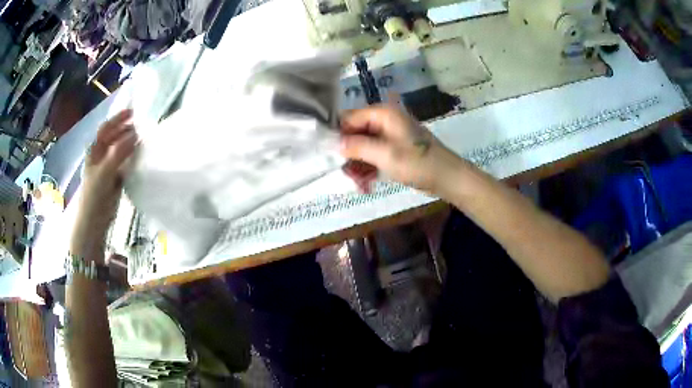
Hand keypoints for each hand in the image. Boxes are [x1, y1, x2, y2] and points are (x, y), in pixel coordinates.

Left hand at [72, 110, 138, 254]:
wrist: (94, 222)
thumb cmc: (94, 196)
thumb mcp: (105, 172)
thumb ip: (119, 152)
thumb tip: (135, 134)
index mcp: (94, 150)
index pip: (106, 128)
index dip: (118, 119)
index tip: (132, 112)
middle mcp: (100, 156)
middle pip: (113, 137)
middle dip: (126, 130)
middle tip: (141, 127)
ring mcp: (107, 167)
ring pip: (120, 150)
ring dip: (130, 143)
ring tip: (143, 140)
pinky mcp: (114, 179)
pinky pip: (124, 163)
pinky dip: (132, 158)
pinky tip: (140, 157)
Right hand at [340, 105, 465, 195]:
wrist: (447, 177)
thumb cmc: (418, 163)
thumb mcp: (385, 154)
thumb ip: (357, 146)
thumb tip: (334, 142)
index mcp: (382, 114)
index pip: (349, 118)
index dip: (338, 135)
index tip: (329, 155)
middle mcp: (384, 121)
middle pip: (354, 134)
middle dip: (349, 156)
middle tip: (347, 176)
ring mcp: (389, 135)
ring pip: (362, 148)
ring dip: (358, 167)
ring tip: (360, 186)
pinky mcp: (393, 149)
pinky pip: (373, 156)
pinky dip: (369, 169)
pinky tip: (367, 185)